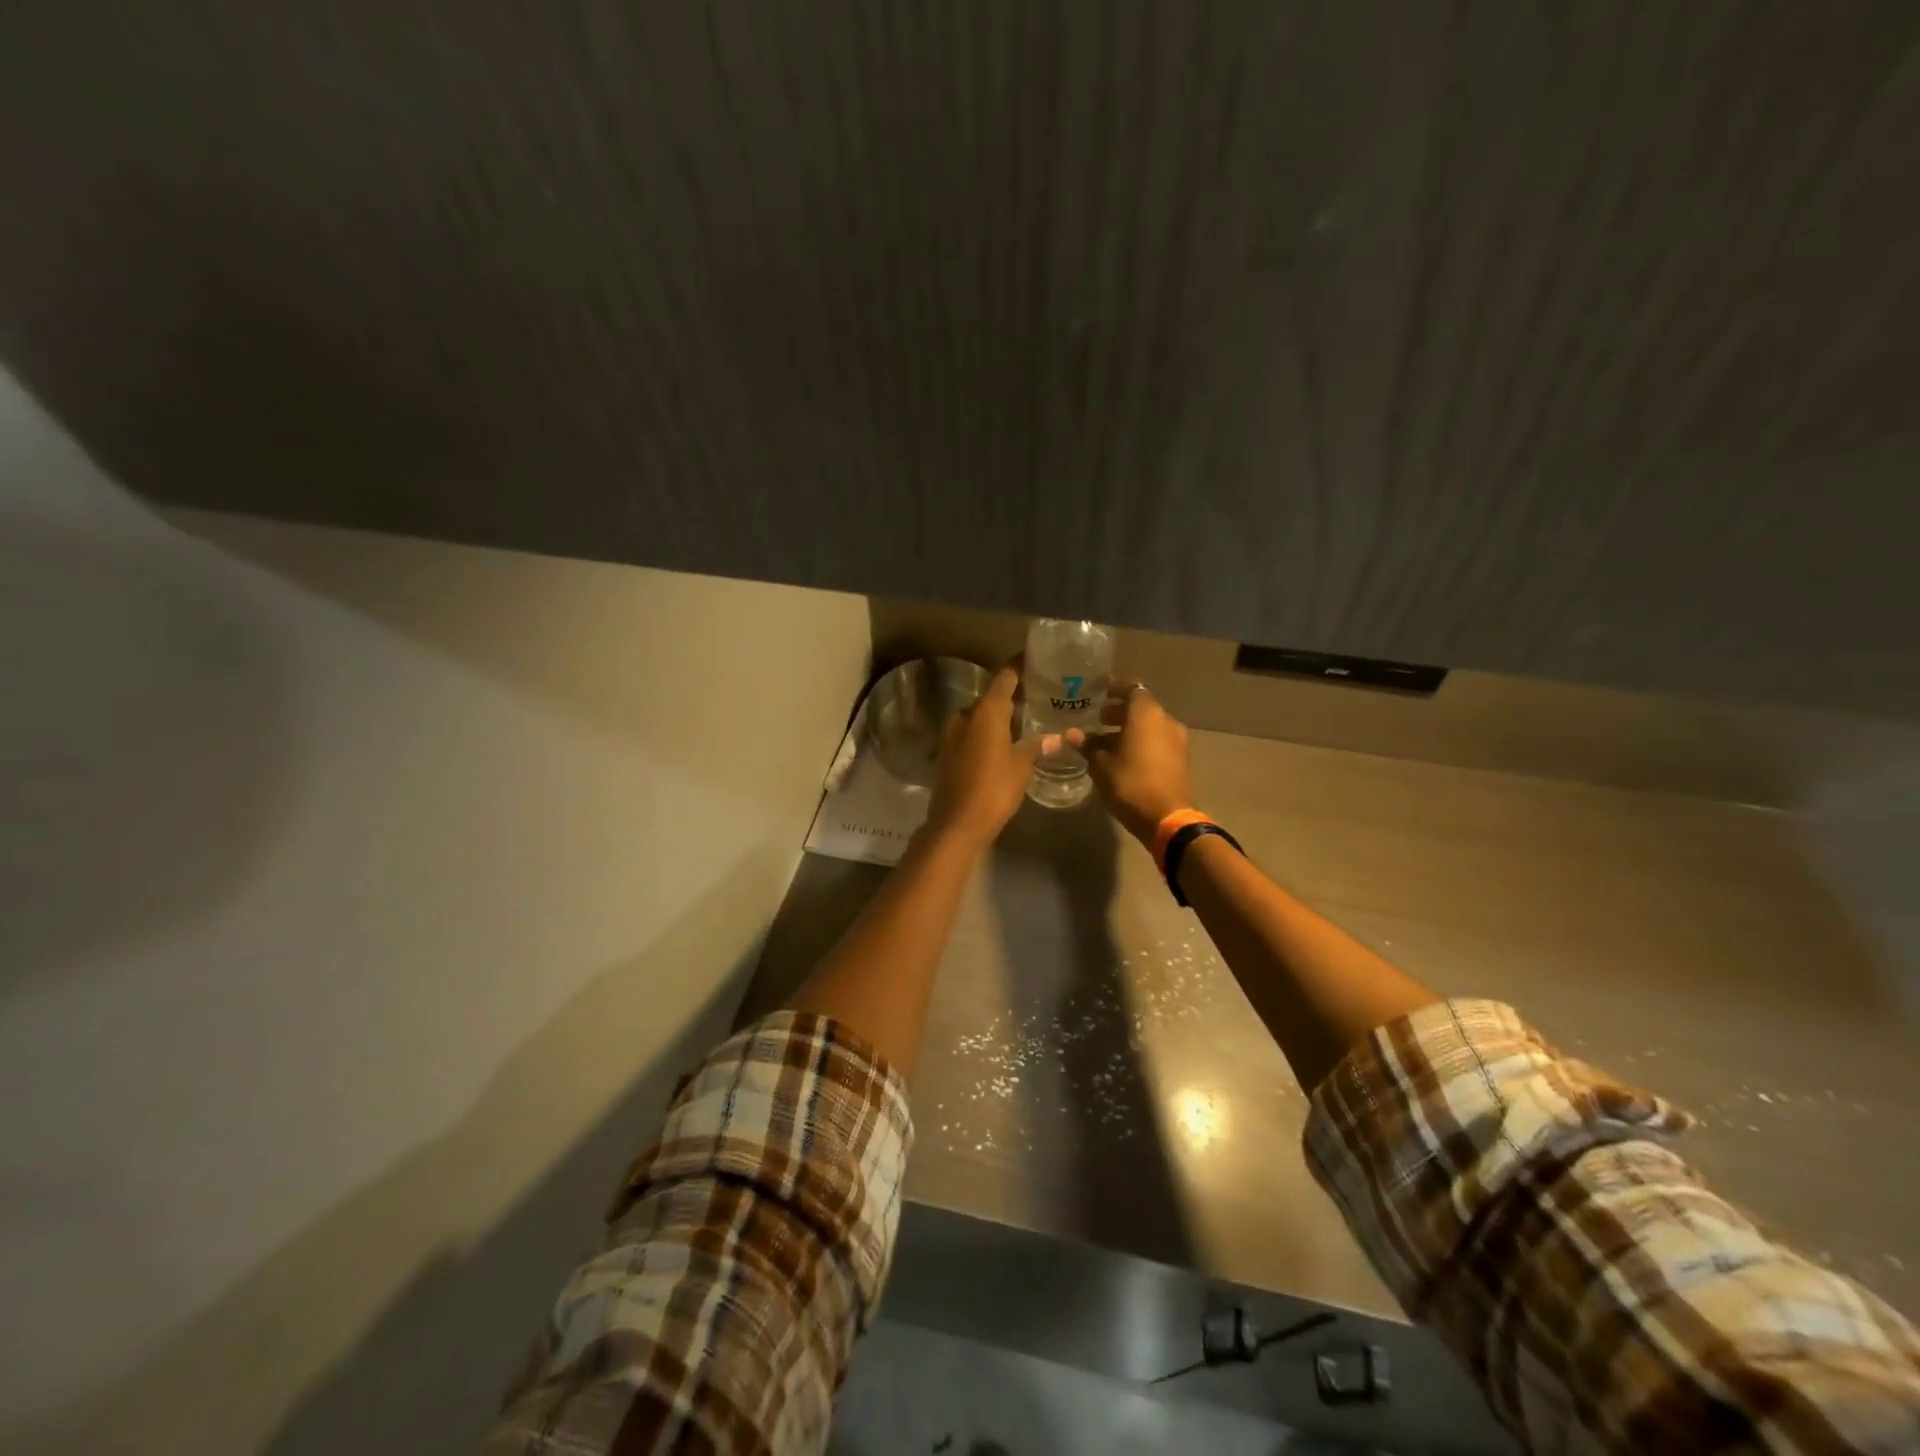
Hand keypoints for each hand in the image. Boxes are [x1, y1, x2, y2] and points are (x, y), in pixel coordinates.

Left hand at [924, 662, 1044, 847]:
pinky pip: (971, 731)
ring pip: (980, 715)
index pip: (1005, 676)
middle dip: (1013, 693)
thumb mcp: (1022, 766)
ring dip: (1000, 715)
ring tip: (1026, 718)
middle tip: (1039, 694)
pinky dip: (988, 730)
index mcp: (986, 712)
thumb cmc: (994, 789)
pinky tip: (1005, 740)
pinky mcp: (947, 751)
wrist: (957, 823)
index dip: (1020, 666)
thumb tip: (1058, 736)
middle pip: (991, 696)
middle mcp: (966, 715)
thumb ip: (1038, 745)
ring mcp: (952, 733)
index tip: (1037, 659)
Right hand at [1080, 682, 1192, 844]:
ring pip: (1148, 725)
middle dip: (1118, 710)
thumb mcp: (1101, 765)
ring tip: (1103, 740)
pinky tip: (1120, 756)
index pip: (1131, 688)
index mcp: (1146, 713)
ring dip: (1128, 728)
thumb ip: (1087, 745)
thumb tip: (1071, 734)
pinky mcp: (1178, 759)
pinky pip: (1155, 741)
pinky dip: (1139, 742)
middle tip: (1096, 718)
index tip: (1097, 691)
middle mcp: (1165, 720)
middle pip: (1140, 707)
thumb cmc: (1130, 783)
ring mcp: (1175, 740)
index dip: (1114, 687)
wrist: (1167, 818)